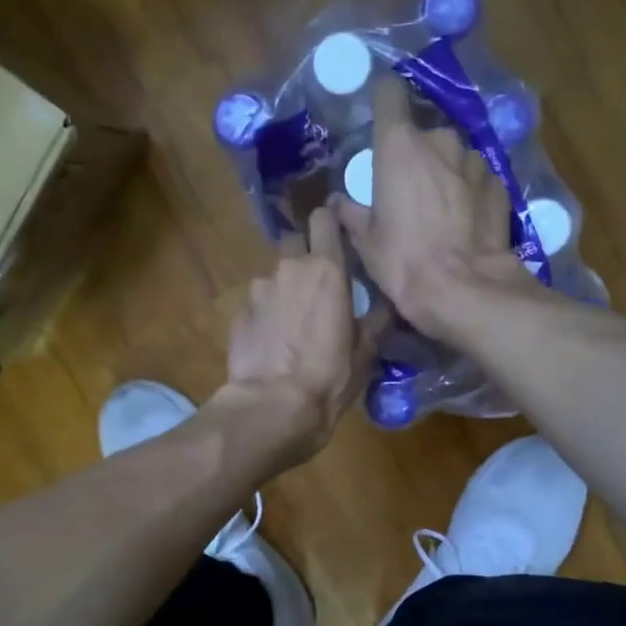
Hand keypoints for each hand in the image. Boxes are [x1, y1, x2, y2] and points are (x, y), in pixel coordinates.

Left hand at [215, 204, 383, 464]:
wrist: (272, 407)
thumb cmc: (329, 377)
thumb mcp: (366, 352)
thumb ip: (376, 319)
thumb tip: (387, 304)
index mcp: (327, 269)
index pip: (325, 218)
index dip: (331, 224)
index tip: (339, 239)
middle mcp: (289, 268)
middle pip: (295, 243)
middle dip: (305, 258)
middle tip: (319, 288)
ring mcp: (258, 290)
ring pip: (275, 277)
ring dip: (285, 290)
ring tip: (294, 324)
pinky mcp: (238, 314)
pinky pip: (257, 304)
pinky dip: (266, 315)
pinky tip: (273, 343)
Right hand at [330, 76, 526, 338]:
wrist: (463, 289)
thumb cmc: (403, 260)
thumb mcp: (366, 241)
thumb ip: (351, 213)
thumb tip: (337, 202)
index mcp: (399, 145)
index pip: (389, 94)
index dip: (384, 100)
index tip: (381, 113)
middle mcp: (440, 141)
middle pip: (424, 134)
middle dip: (418, 155)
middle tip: (409, 188)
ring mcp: (475, 161)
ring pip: (454, 157)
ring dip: (446, 173)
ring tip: (441, 208)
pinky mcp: (500, 186)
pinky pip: (478, 180)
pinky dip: (470, 193)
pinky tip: (466, 221)